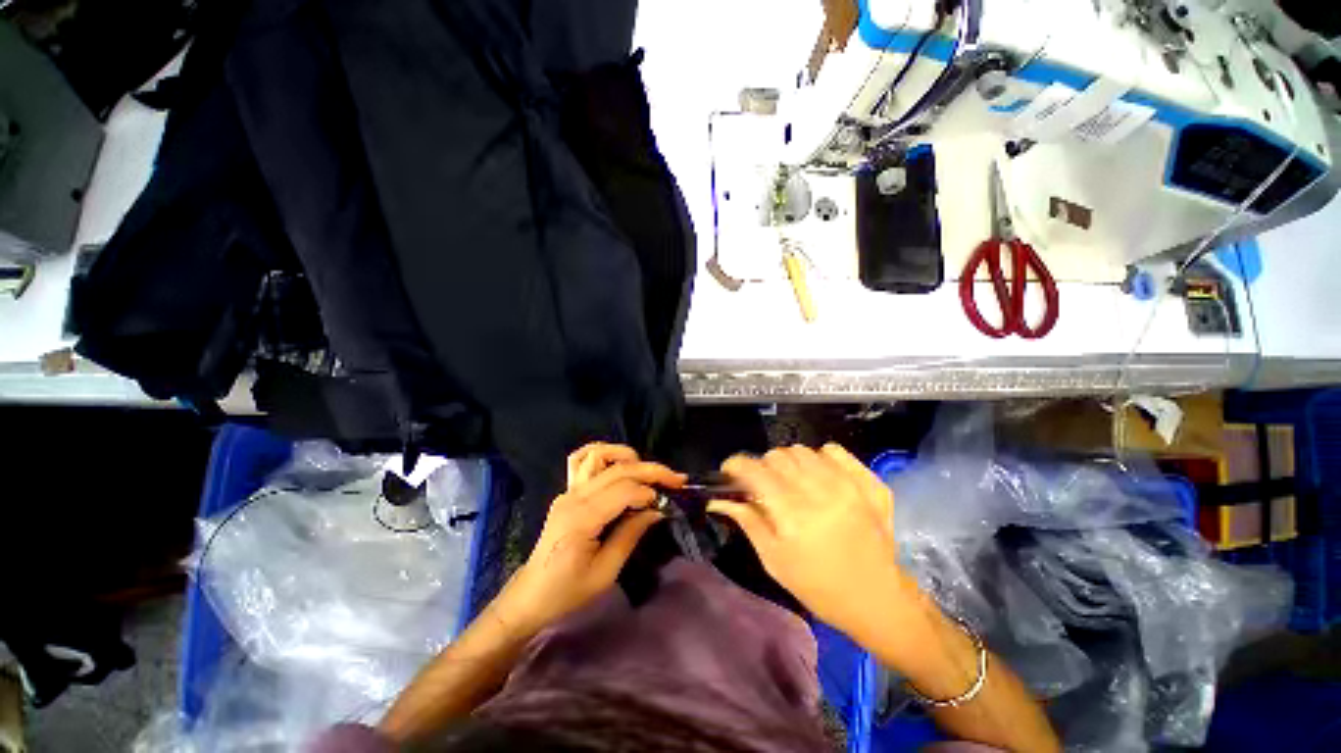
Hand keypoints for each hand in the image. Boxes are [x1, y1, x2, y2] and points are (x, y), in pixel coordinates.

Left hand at [495, 444, 683, 635]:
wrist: (532, 595)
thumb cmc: (568, 591)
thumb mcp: (606, 572)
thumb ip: (631, 535)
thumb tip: (657, 510)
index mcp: (582, 518)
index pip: (623, 490)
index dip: (649, 491)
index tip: (667, 500)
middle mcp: (574, 496)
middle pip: (617, 469)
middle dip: (650, 470)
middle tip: (676, 478)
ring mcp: (568, 490)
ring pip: (598, 454)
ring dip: (627, 456)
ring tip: (647, 470)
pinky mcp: (568, 491)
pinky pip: (582, 460)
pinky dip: (603, 453)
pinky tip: (619, 461)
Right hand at [710, 444, 915, 635]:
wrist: (878, 601)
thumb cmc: (819, 587)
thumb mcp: (775, 561)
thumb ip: (747, 522)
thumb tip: (718, 500)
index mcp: (794, 516)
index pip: (755, 471)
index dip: (735, 465)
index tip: (729, 472)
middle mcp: (821, 493)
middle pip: (777, 456)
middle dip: (762, 466)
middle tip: (764, 485)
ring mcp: (849, 485)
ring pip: (803, 450)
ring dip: (789, 462)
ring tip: (792, 482)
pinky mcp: (870, 483)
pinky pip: (834, 451)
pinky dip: (820, 457)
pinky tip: (819, 476)